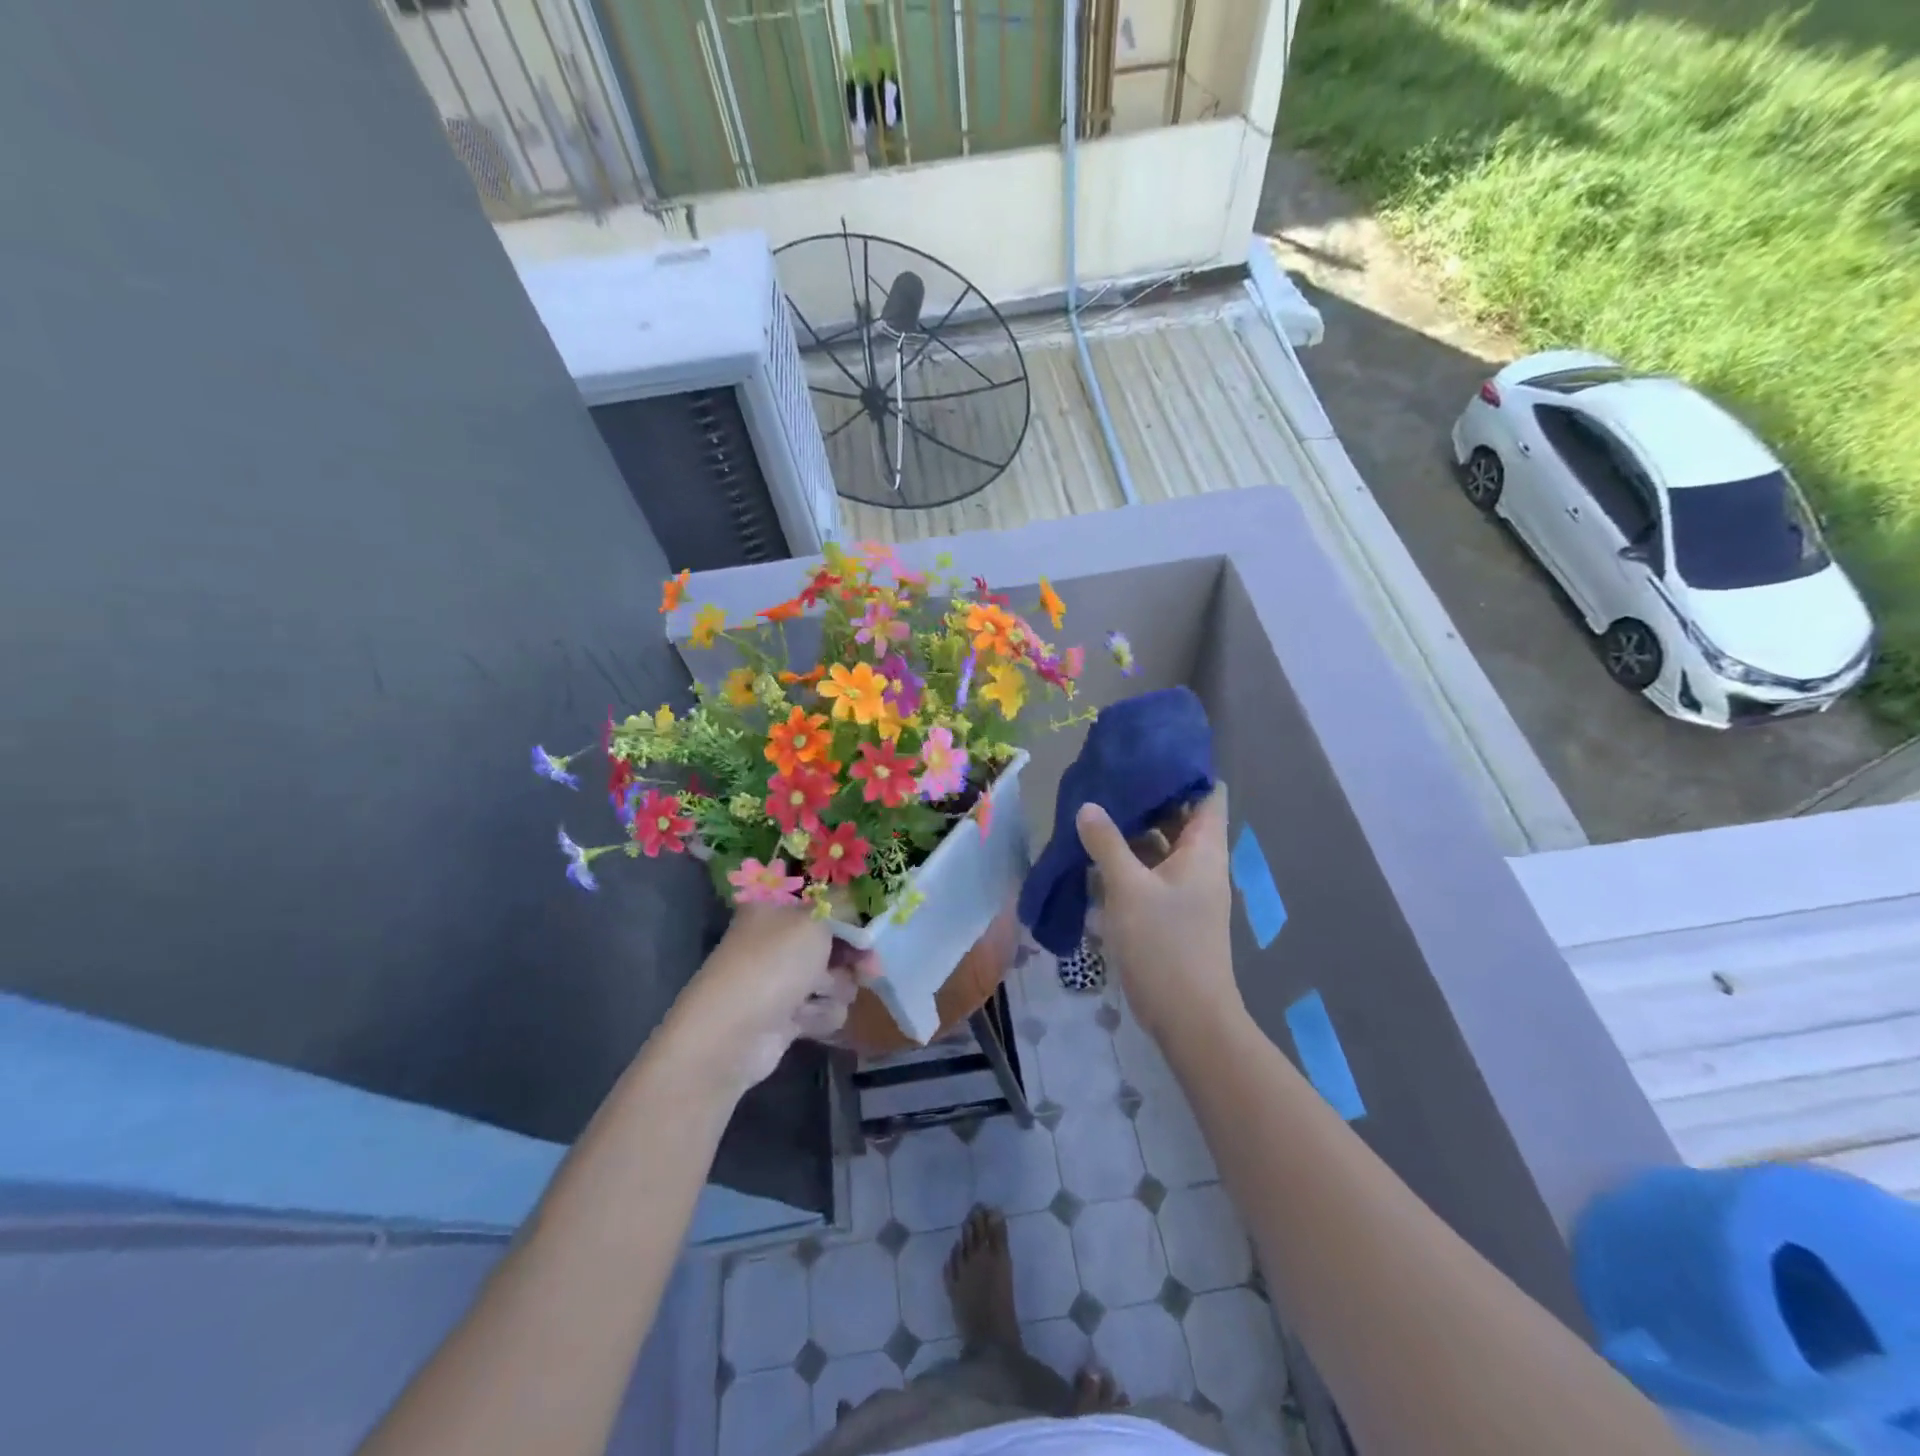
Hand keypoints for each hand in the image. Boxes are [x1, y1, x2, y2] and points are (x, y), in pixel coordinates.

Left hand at [665, 905, 872, 1097]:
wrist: (731, 1034)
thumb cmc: (773, 963)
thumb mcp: (814, 921)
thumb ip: (845, 911)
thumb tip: (859, 915)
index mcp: (776, 908)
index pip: (823, 902)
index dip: (851, 915)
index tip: (873, 927)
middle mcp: (777, 940)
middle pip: (833, 943)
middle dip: (851, 959)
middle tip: (869, 969)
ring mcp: (781, 979)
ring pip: (833, 979)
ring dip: (833, 989)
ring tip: (815, 996)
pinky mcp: (786, 1015)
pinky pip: (822, 1009)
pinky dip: (818, 1014)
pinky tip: (802, 1020)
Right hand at [1076, 783, 1239, 1044]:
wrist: (1188, 1017)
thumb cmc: (1165, 944)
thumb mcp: (1128, 888)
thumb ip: (1107, 843)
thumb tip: (1088, 806)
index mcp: (1204, 850)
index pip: (1208, 795)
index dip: (1183, 772)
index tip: (1147, 754)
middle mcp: (1201, 864)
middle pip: (1179, 818)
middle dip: (1145, 800)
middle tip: (1107, 779)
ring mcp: (1187, 890)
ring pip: (1161, 848)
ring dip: (1131, 833)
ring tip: (1093, 811)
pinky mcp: (1171, 913)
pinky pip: (1150, 875)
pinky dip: (1127, 863)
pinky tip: (1093, 858)